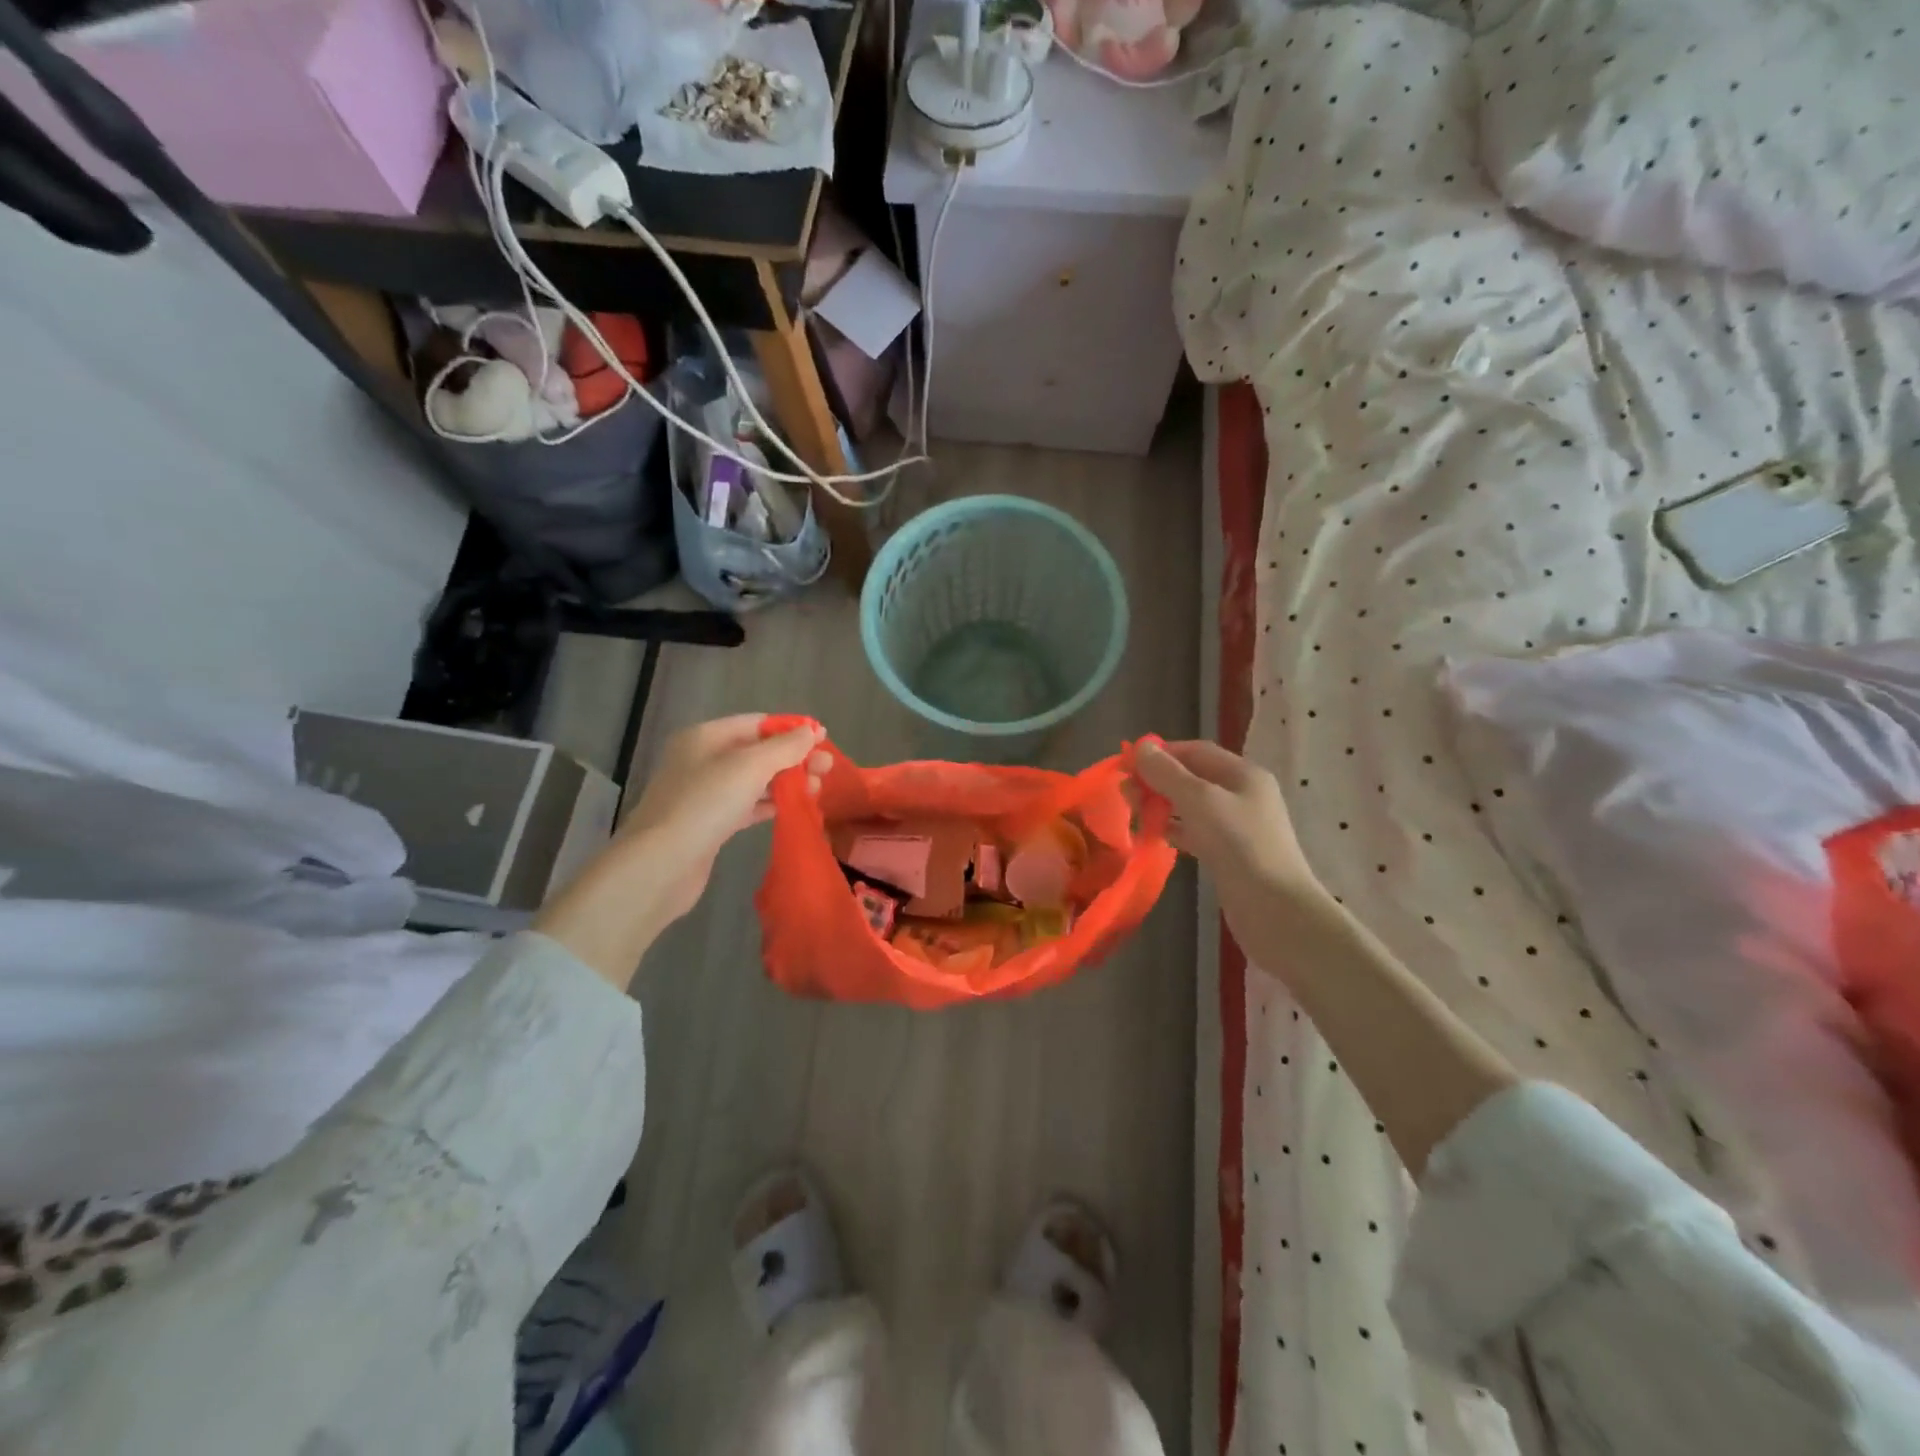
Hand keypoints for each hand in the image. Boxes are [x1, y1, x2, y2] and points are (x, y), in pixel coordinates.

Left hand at [535, 715, 828, 987]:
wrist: (661, 865)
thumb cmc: (704, 805)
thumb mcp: (750, 767)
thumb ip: (784, 748)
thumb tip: (813, 731)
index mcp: (705, 737)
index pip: (756, 723)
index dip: (791, 730)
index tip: (823, 740)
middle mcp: (702, 760)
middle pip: (757, 751)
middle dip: (793, 758)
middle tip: (828, 769)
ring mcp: (704, 794)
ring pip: (754, 780)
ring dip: (787, 782)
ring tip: (818, 790)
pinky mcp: (710, 824)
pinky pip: (747, 806)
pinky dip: (771, 804)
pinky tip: (795, 809)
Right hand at [1133, 740, 1325, 918]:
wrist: (1274, 909)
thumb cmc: (1240, 845)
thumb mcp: (1199, 801)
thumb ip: (1168, 773)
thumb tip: (1141, 747)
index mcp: (1243, 774)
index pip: (1196, 751)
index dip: (1161, 753)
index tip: (1127, 764)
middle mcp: (1242, 794)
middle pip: (1193, 777)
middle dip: (1158, 781)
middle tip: (1125, 793)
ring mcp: (1237, 826)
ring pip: (1191, 806)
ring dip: (1162, 805)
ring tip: (1133, 813)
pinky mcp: (1229, 853)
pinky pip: (1195, 831)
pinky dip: (1173, 830)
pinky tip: (1152, 836)